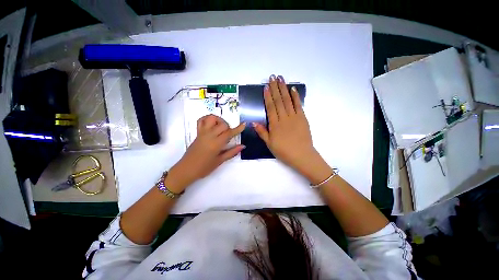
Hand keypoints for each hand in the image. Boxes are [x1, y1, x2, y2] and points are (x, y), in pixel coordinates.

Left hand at [166, 115, 244, 192]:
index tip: (244, 124)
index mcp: (216, 144)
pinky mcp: (197, 133)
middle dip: (228, 127)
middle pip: (222, 124)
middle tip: (229, 134)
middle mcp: (209, 135)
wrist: (186, 169)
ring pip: (211, 118)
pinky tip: (211, 125)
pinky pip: (201, 121)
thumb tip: (243, 146)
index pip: (229, 133)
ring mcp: (202, 133)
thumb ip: (232, 152)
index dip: (238, 128)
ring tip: (220, 127)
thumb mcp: (220, 161)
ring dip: (218, 120)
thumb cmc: (204, 167)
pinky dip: (207, 119)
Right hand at [252, 75, 314, 170]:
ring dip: (284, 89)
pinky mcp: (303, 118)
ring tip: (281, 79)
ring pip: (288, 100)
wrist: (302, 155)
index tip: (266, 87)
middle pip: (279, 101)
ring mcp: (294, 117)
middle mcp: (284, 118)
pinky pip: (298, 105)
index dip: (268, 96)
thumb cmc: (284, 151)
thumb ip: (262, 132)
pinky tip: (293, 89)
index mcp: (275, 125)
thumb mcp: (269, 144)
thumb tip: (253, 122)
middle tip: (272, 77)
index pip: (270, 107)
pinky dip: (295, 96)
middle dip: (275, 88)